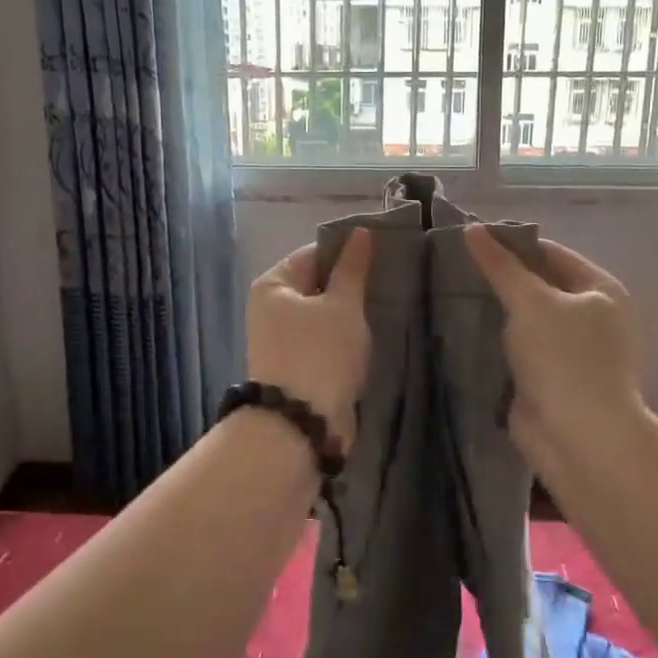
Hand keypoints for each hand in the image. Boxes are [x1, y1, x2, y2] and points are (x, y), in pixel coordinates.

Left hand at [245, 229, 373, 451]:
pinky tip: (368, 341)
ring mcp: (280, 341)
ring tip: (384, 311)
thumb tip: (360, 233)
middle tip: (388, 285)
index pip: (313, 254)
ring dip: (349, 317)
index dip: (347, 253)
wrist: (300, 424)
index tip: (382, 257)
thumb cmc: (321, 353)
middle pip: (316, 285)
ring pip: (322, 317)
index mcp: (273, 286)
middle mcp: (270, 310)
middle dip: (350, 287)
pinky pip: (323, 342)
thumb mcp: (342, 305)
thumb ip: (352, 268)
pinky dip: (343, 341)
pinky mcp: (295, 367)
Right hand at [465, 226, 643, 471]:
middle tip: (454, 269)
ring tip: (450, 295)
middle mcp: (590, 317)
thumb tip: (473, 230)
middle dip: (500, 281)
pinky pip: (518, 350)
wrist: (579, 437)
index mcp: (599, 290)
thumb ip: (501, 267)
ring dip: (494, 313)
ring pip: (525, 320)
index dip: (512, 245)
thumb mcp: (531, 302)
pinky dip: (495, 342)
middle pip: (538, 286)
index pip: (551, 253)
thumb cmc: (564, 358)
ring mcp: (569, 350)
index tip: (470, 242)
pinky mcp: (549, 378)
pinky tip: (461, 332)